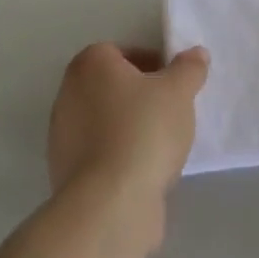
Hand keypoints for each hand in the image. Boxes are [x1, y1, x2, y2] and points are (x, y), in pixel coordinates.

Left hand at [47, 42, 209, 206]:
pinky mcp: (65, 174)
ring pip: (107, 122)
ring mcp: (62, 136)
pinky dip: (120, 158)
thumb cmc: (143, 131)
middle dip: (141, 97)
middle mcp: (68, 94)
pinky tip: (144, 173)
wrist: (110, 205)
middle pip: (113, 87)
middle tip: (171, 112)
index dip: (152, 64)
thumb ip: (189, 68)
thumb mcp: (179, 91)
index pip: (123, 52)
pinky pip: (100, 154)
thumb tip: (196, 54)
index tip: (173, 85)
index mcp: (90, 64)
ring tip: (161, 147)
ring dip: (131, 129)